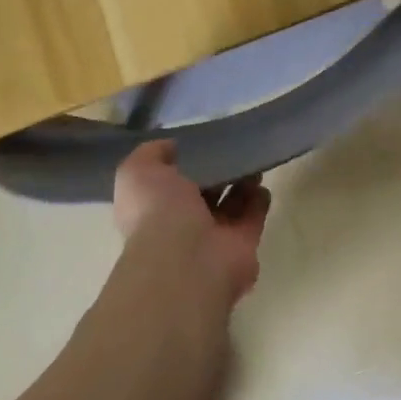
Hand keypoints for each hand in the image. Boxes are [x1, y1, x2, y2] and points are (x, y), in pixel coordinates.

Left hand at [112, 142, 270, 309]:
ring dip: (241, 181)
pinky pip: (253, 215)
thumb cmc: (157, 212)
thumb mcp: (138, 172)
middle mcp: (182, 225)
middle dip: (217, 171)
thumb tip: (172, 147)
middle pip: (203, 192)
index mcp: (154, 208)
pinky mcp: (243, 243)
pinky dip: (259, 199)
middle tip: (232, 145)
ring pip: (230, 203)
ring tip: (250, 158)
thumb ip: (151, 154)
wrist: (187, 259)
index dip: (183, 162)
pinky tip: (262, 181)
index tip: (200, 141)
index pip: (169, 183)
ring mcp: (214, 236)